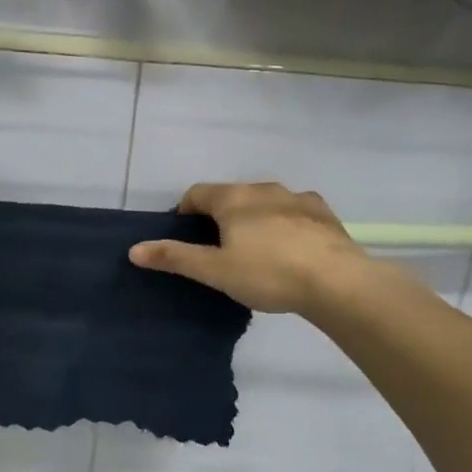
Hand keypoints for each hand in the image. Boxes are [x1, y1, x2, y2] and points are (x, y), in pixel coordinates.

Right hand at [129, 181, 383, 314]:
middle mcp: (264, 189)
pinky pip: (294, 211)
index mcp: (233, 199)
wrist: (338, 282)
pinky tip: (290, 248)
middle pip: (231, 195)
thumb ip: (175, 258)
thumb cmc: (268, 273)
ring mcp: (297, 198)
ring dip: (254, 218)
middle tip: (219, 249)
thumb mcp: (215, 271)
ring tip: (256, 250)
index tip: (185, 235)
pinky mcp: (324, 213)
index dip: (185, 211)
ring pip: (265, 201)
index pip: (197, 193)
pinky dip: (284, 223)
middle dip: (220, 215)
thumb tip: (133, 249)